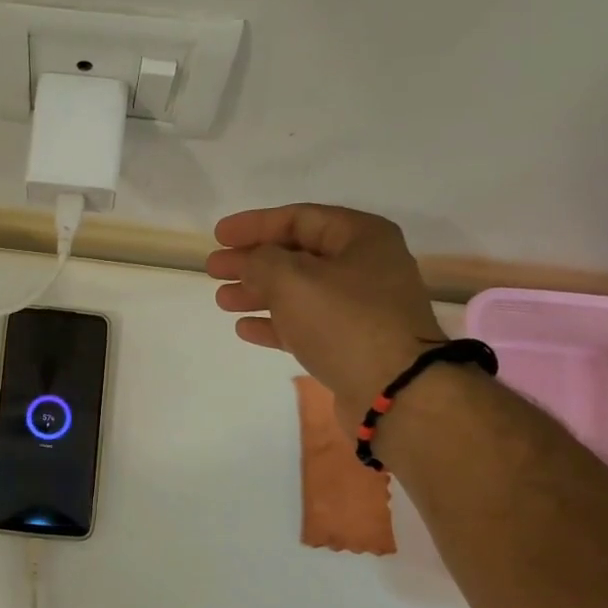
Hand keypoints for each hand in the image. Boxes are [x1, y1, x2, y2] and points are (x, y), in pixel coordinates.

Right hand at [207, 204, 445, 416]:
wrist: (392, 389)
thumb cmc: (343, 322)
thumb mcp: (293, 279)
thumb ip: (261, 262)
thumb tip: (250, 263)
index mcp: (361, 237)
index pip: (299, 218)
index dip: (254, 225)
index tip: (218, 236)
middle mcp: (364, 267)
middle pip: (297, 256)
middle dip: (252, 261)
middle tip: (214, 269)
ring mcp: (359, 308)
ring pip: (298, 292)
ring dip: (258, 294)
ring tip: (222, 300)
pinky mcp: (350, 344)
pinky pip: (305, 325)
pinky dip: (275, 324)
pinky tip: (244, 328)